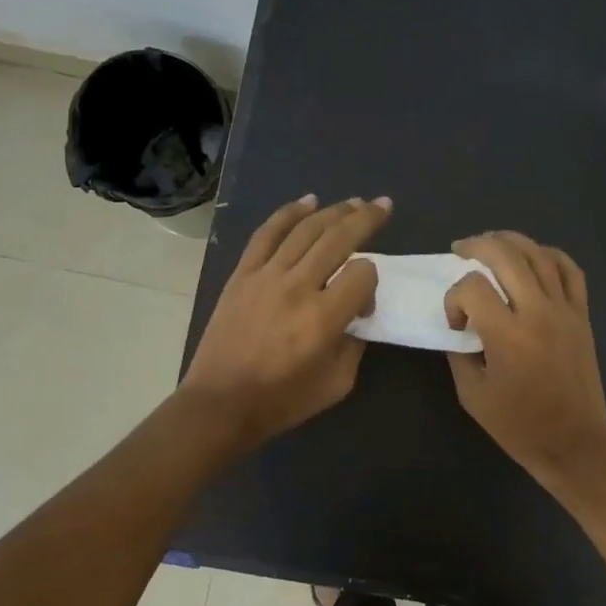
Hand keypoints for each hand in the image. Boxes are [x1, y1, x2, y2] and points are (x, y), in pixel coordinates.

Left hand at [181, 194, 390, 448]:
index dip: (371, 283)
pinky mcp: (243, 274)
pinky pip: (267, 234)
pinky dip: (288, 214)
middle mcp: (297, 288)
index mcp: (323, 319)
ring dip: (333, 211)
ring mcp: (266, 276)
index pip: (362, 274)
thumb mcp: (337, 383)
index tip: (363, 305)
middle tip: (383, 205)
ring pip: (305, 230)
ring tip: (353, 202)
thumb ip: (355, 345)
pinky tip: (308, 202)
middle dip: (366, 219)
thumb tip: (355, 315)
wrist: (221, 403)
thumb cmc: (283, 400)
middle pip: (338, 239)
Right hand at [444, 231, 605, 485]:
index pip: (472, 288)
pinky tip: (534, 256)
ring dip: (510, 241)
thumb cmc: (519, 426)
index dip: (454, 298)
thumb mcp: (472, 395)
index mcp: (507, 335)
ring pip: (539, 254)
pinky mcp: (582, 315)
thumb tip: (460, 328)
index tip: (456, 324)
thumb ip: (460, 354)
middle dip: (476, 246)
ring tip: (491, 243)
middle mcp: (538, 312)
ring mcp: (565, 310)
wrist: (573, 442)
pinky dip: (550, 255)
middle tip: (459, 250)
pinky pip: (570, 270)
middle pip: (505, 255)